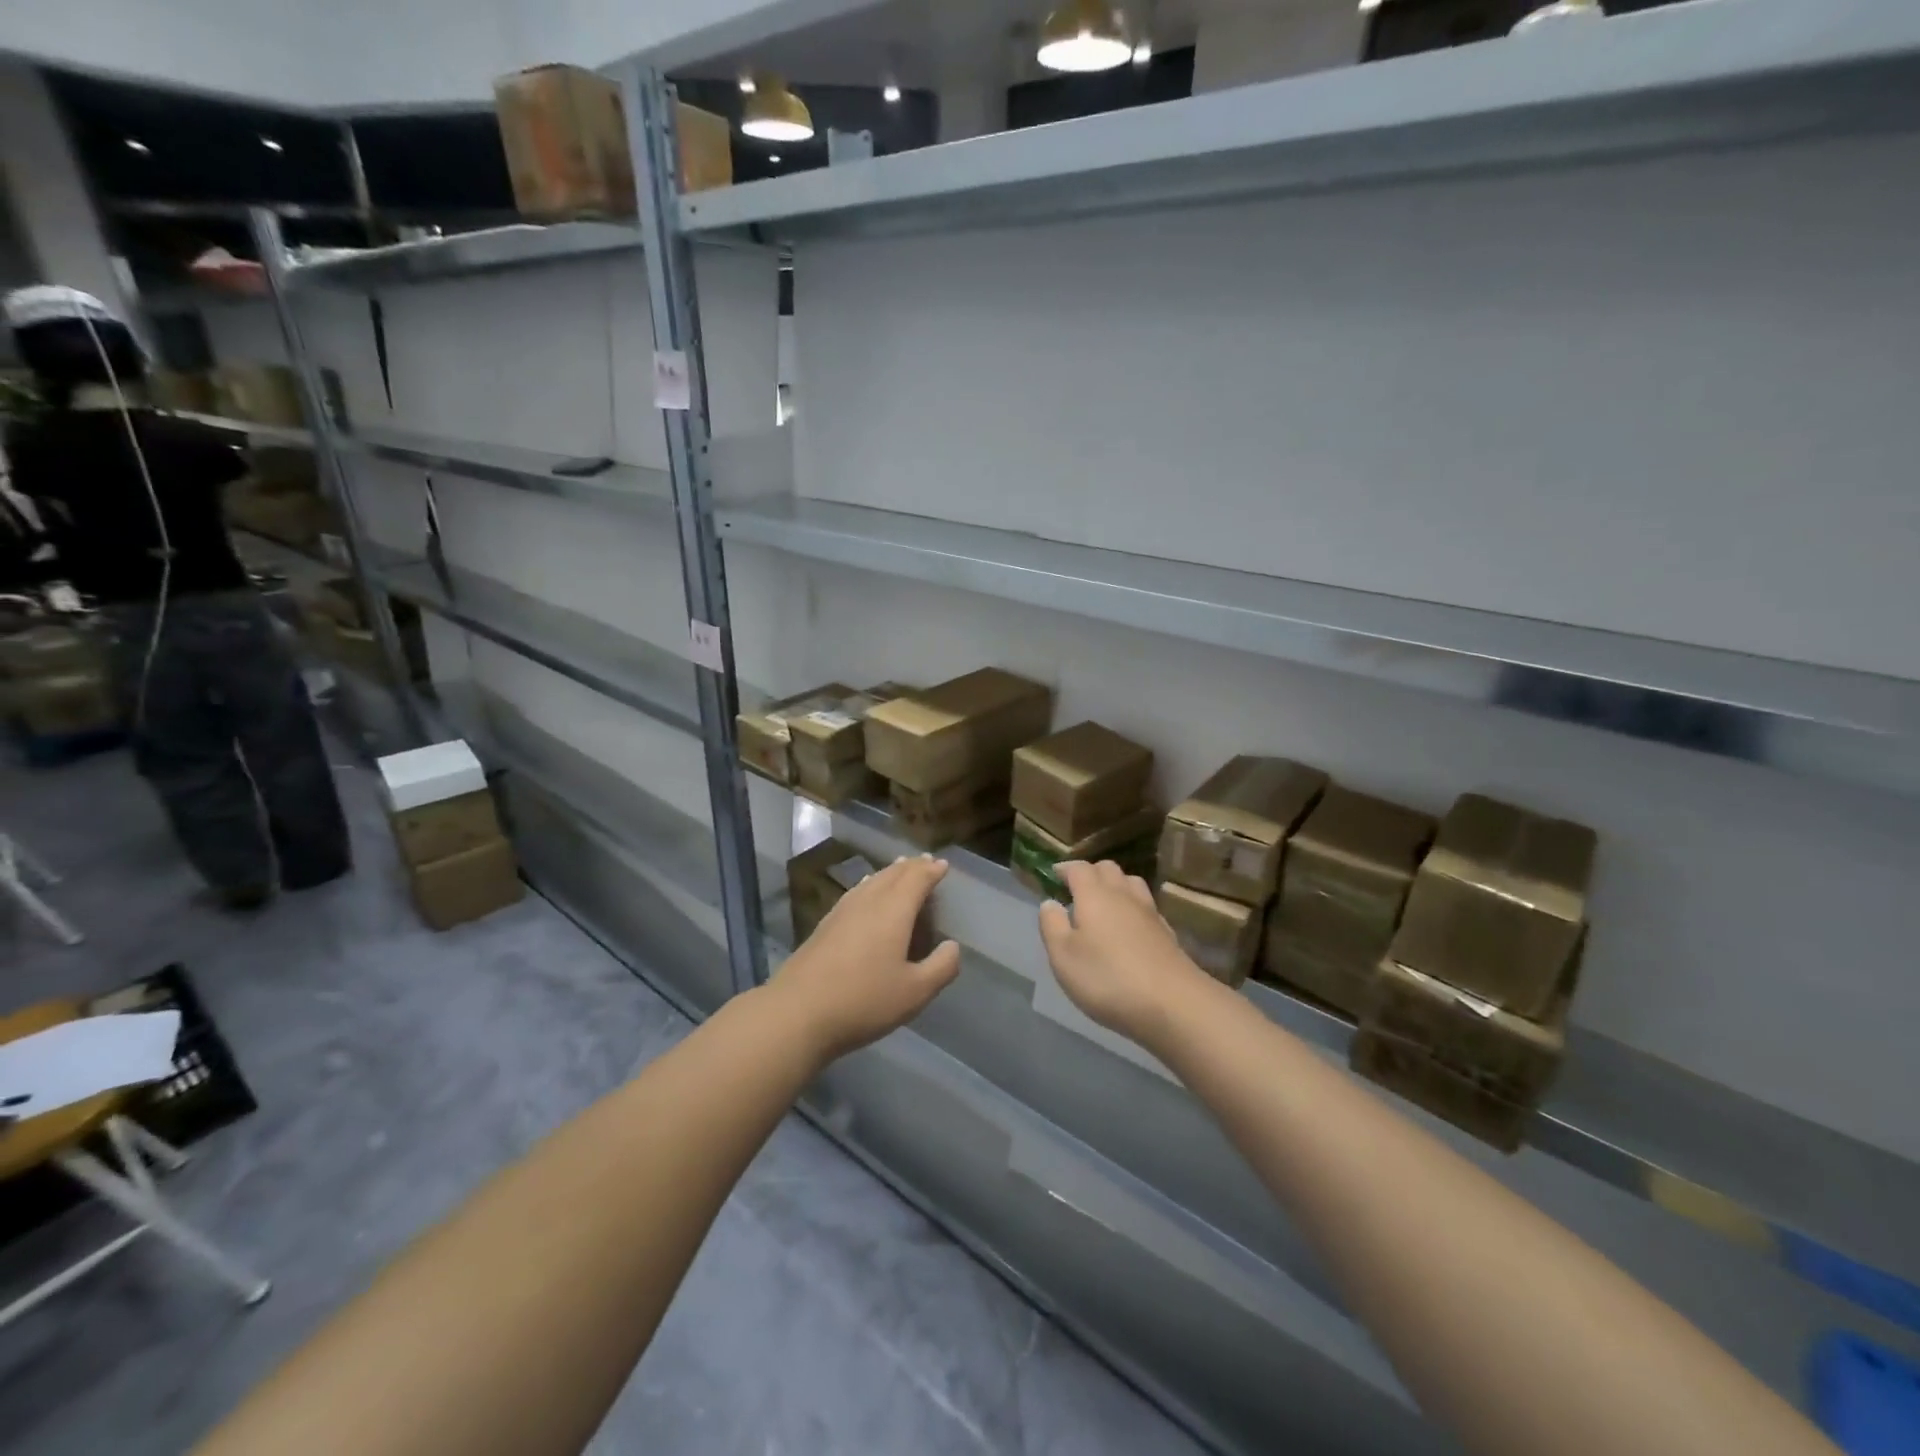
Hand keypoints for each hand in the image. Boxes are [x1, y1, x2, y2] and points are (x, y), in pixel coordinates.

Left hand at [771, 855, 960, 1064]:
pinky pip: (855, 892)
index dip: (931, 870)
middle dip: (911, 866)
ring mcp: (842, 911)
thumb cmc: (863, 1001)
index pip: (916, 879)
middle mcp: (868, 901)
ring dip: (890, 872)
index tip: (943, 865)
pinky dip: (869, 885)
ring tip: (899, 869)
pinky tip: (865, 892)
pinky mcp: (824, 925)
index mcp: (894, 911)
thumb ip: (941, 967)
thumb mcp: (915, 992)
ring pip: (872, 881)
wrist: (797, 1012)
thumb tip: (952, 946)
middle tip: (925, 862)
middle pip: (893, 874)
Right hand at [1038, 860, 1215, 1047]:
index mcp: (1094, 895)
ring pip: (1131, 883)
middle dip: (1090, 873)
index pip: (1079, 868)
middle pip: (1108, 869)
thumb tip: (1050, 902)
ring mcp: (1149, 912)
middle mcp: (1123, 895)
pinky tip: (1128, 928)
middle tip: (1076, 890)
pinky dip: (1133, 908)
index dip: (1065, 869)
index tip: (1053, 875)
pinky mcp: (1167, 933)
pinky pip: (1146, 907)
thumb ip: (1052, 925)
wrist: (1173, 1004)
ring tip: (1102, 905)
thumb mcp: (1064, 956)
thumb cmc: (1107, 978)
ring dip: (1115, 886)